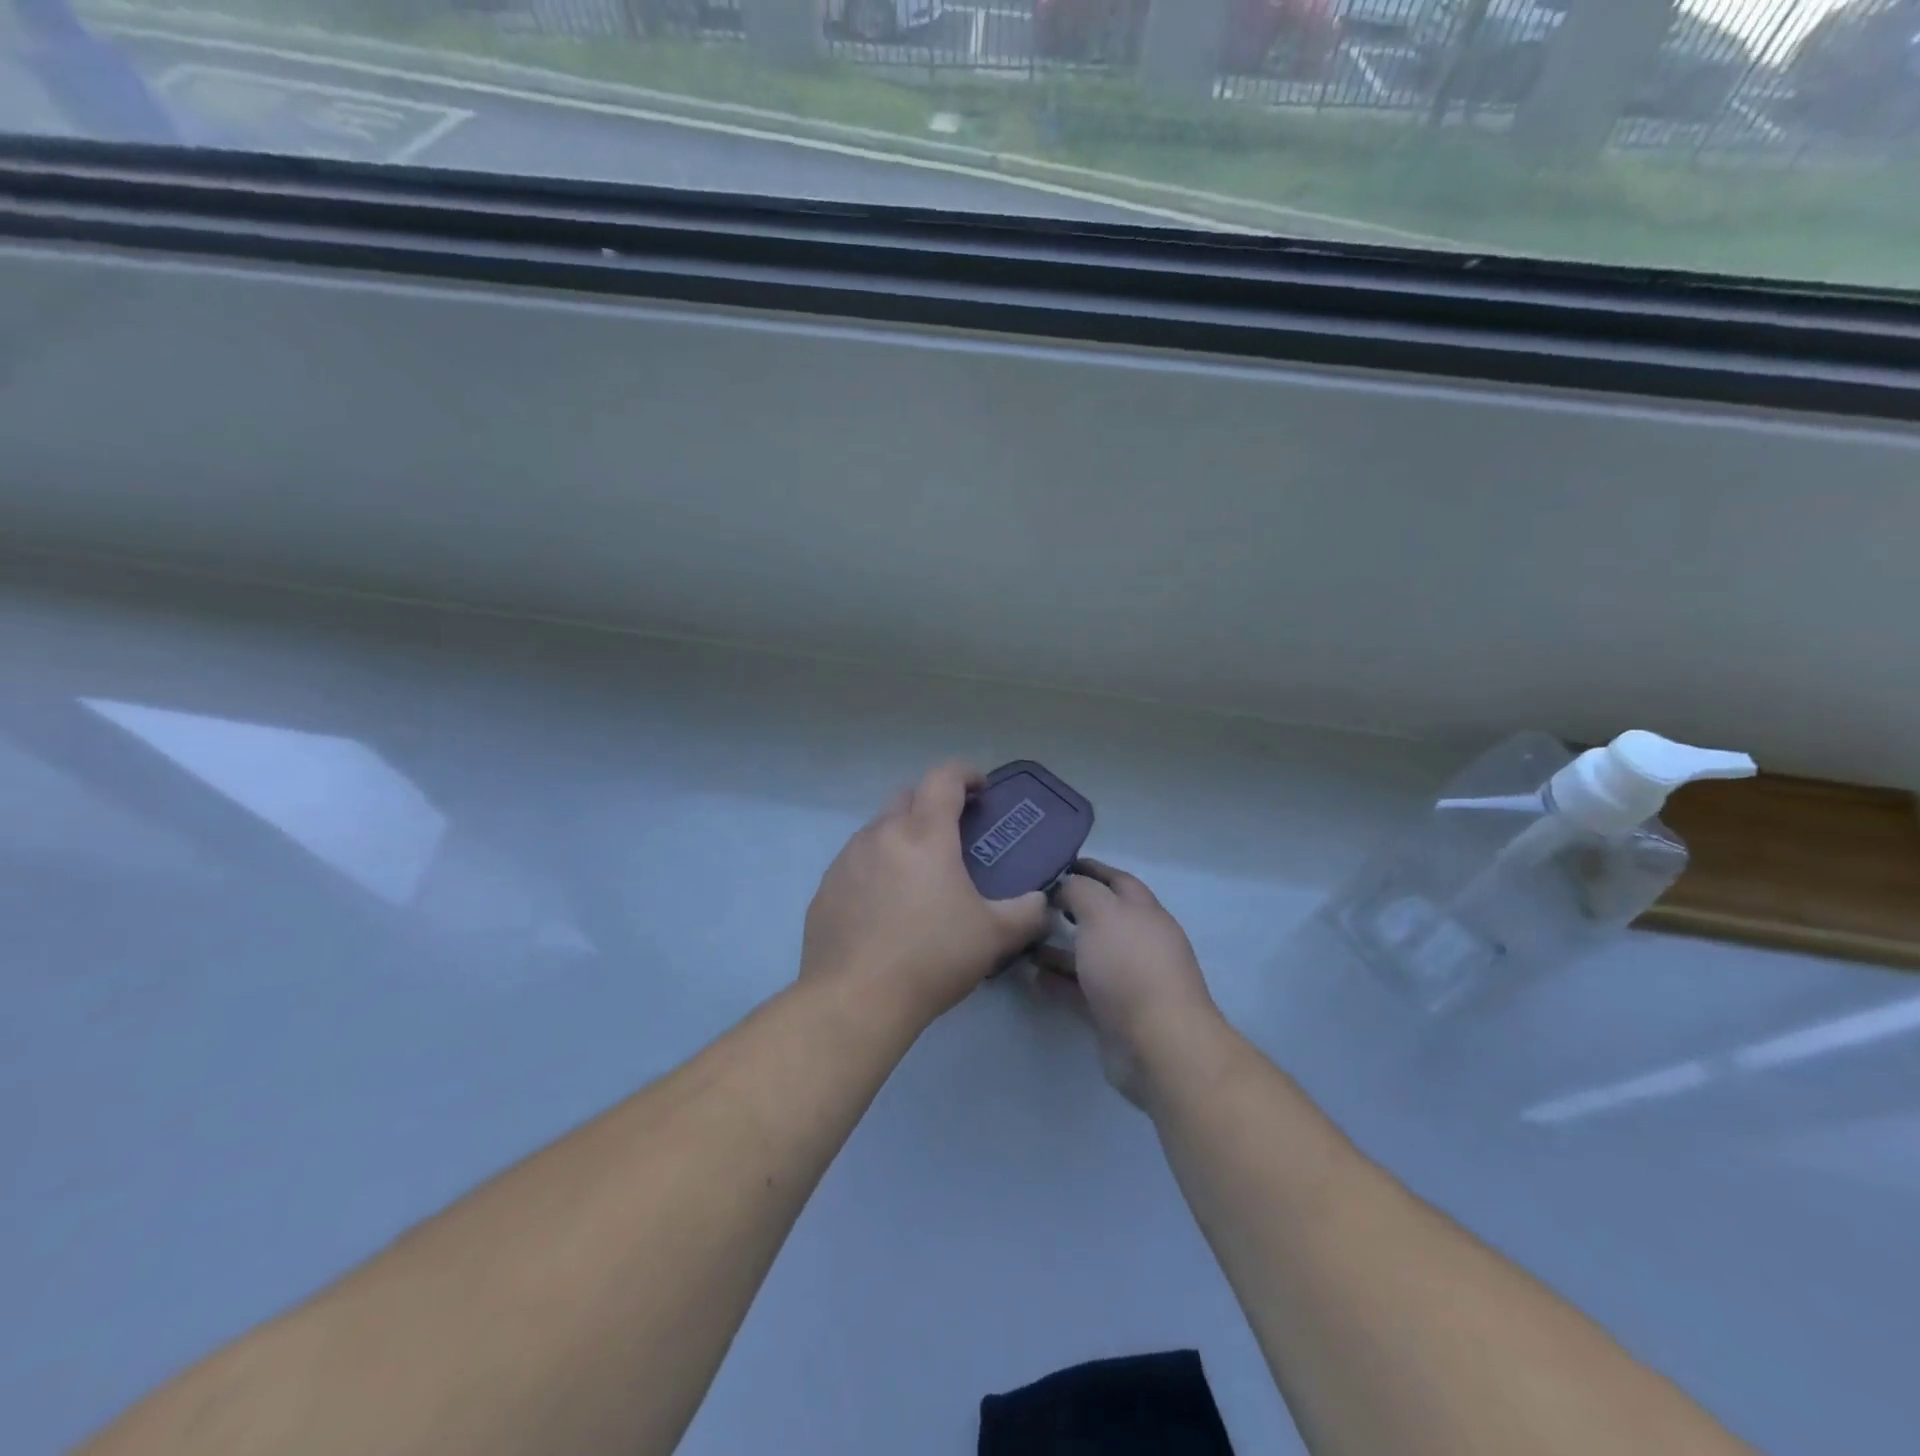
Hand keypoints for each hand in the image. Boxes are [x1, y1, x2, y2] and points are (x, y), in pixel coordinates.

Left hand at [802, 760, 1050, 1027]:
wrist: (856, 999)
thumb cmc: (932, 957)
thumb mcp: (994, 935)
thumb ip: (1026, 912)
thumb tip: (1041, 902)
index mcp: (924, 834)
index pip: (944, 777)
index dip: (966, 773)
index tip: (981, 789)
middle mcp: (881, 835)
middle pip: (907, 797)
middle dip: (932, 805)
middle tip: (952, 836)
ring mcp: (847, 860)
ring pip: (877, 830)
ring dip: (901, 838)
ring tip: (918, 877)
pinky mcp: (825, 889)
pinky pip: (855, 864)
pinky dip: (875, 870)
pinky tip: (884, 908)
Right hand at [1034, 860, 1225, 1107]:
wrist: (1157, 1044)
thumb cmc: (1130, 966)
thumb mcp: (1101, 912)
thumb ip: (1079, 891)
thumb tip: (1065, 886)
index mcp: (1144, 912)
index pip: (1117, 880)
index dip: (1091, 869)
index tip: (1058, 864)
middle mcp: (1139, 942)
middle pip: (1102, 918)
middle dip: (1071, 908)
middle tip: (1034, 902)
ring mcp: (1128, 980)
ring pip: (1089, 955)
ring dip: (1059, 947)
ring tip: (1025, 940)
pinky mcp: (1114, 1013)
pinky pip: (1080, 989)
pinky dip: (1058, 981)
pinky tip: (1033, 976)